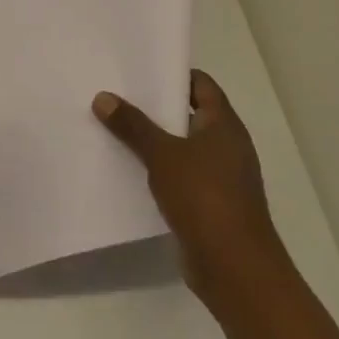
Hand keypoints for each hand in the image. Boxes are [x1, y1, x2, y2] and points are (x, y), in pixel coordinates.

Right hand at [93, 70, 285, 307]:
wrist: (235, 267)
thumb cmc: (204, 197)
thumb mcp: (162, 155)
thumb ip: (133, 126)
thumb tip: (103, 97)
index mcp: (224, 124)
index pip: (201, 84)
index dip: (172, 74)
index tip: (138, 70)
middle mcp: (227, 145)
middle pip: (189, 115)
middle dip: (155, 108)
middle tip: (116, 96)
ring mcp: (221, 177)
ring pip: (182, 148)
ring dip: (154, 142)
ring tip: (114, 130)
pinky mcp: (210, 205)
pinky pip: (180, 177)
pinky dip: (159, 171)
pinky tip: (129, 171)